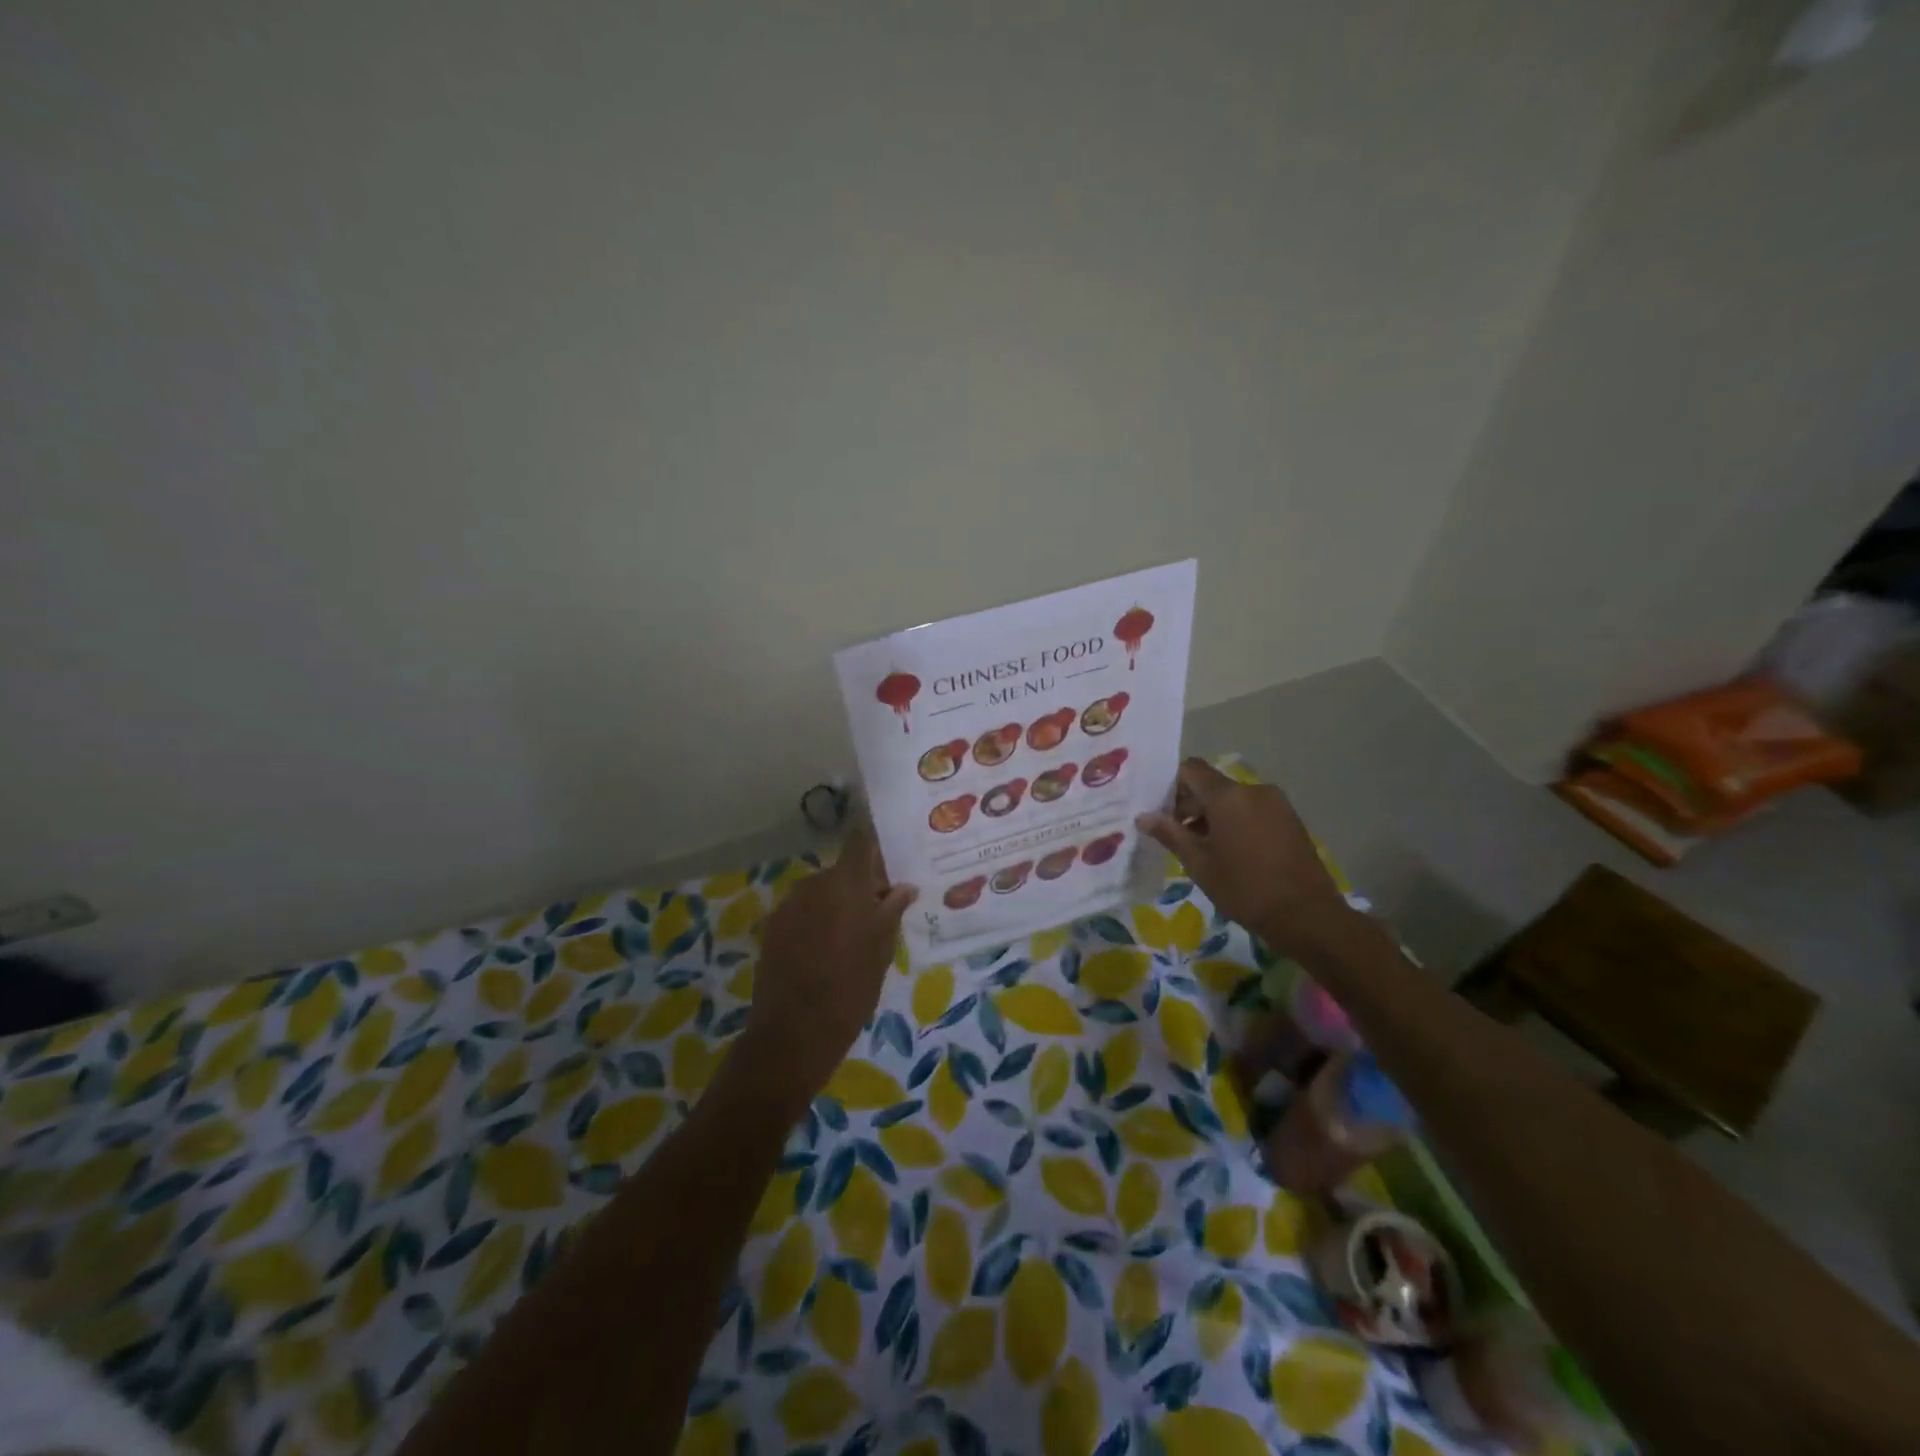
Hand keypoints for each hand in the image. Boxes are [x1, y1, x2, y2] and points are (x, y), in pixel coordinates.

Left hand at [733, 822, 916, 1112]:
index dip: (874, 844)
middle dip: (860, 886)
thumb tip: (904, 887)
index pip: (860, 841)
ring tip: (851, 938)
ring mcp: (789, 905)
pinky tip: (824, 952)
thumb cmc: (851, 987)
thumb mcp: (882, 949)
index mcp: (846, 883)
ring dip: (836, 904)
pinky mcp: (772, 927)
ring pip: (821, 892)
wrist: (794, 1032)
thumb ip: (892, 910)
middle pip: (842, 871)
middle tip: (878, 913)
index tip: (889, 856)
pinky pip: (802, 912)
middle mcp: (814, 884)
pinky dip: (815, 922)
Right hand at [1137, 759, 1356, 957]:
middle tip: (1179, 838)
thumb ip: (1170, 834)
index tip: (1162, 814)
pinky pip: (1253, 809)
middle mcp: (1253, 789)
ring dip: (1214, 816)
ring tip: (1206, 849)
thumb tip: (1143, 817)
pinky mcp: (1290, 819)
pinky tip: (1233, 853)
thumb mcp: (1199, 864)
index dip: (1171, 786)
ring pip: (1233, 799)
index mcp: (1227, 796)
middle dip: (1191, 805)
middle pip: (1212, 785)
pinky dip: (1236, 821)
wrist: (1307, 915)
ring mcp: (1276, 803)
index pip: (1191, 769)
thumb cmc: (1245, 888)